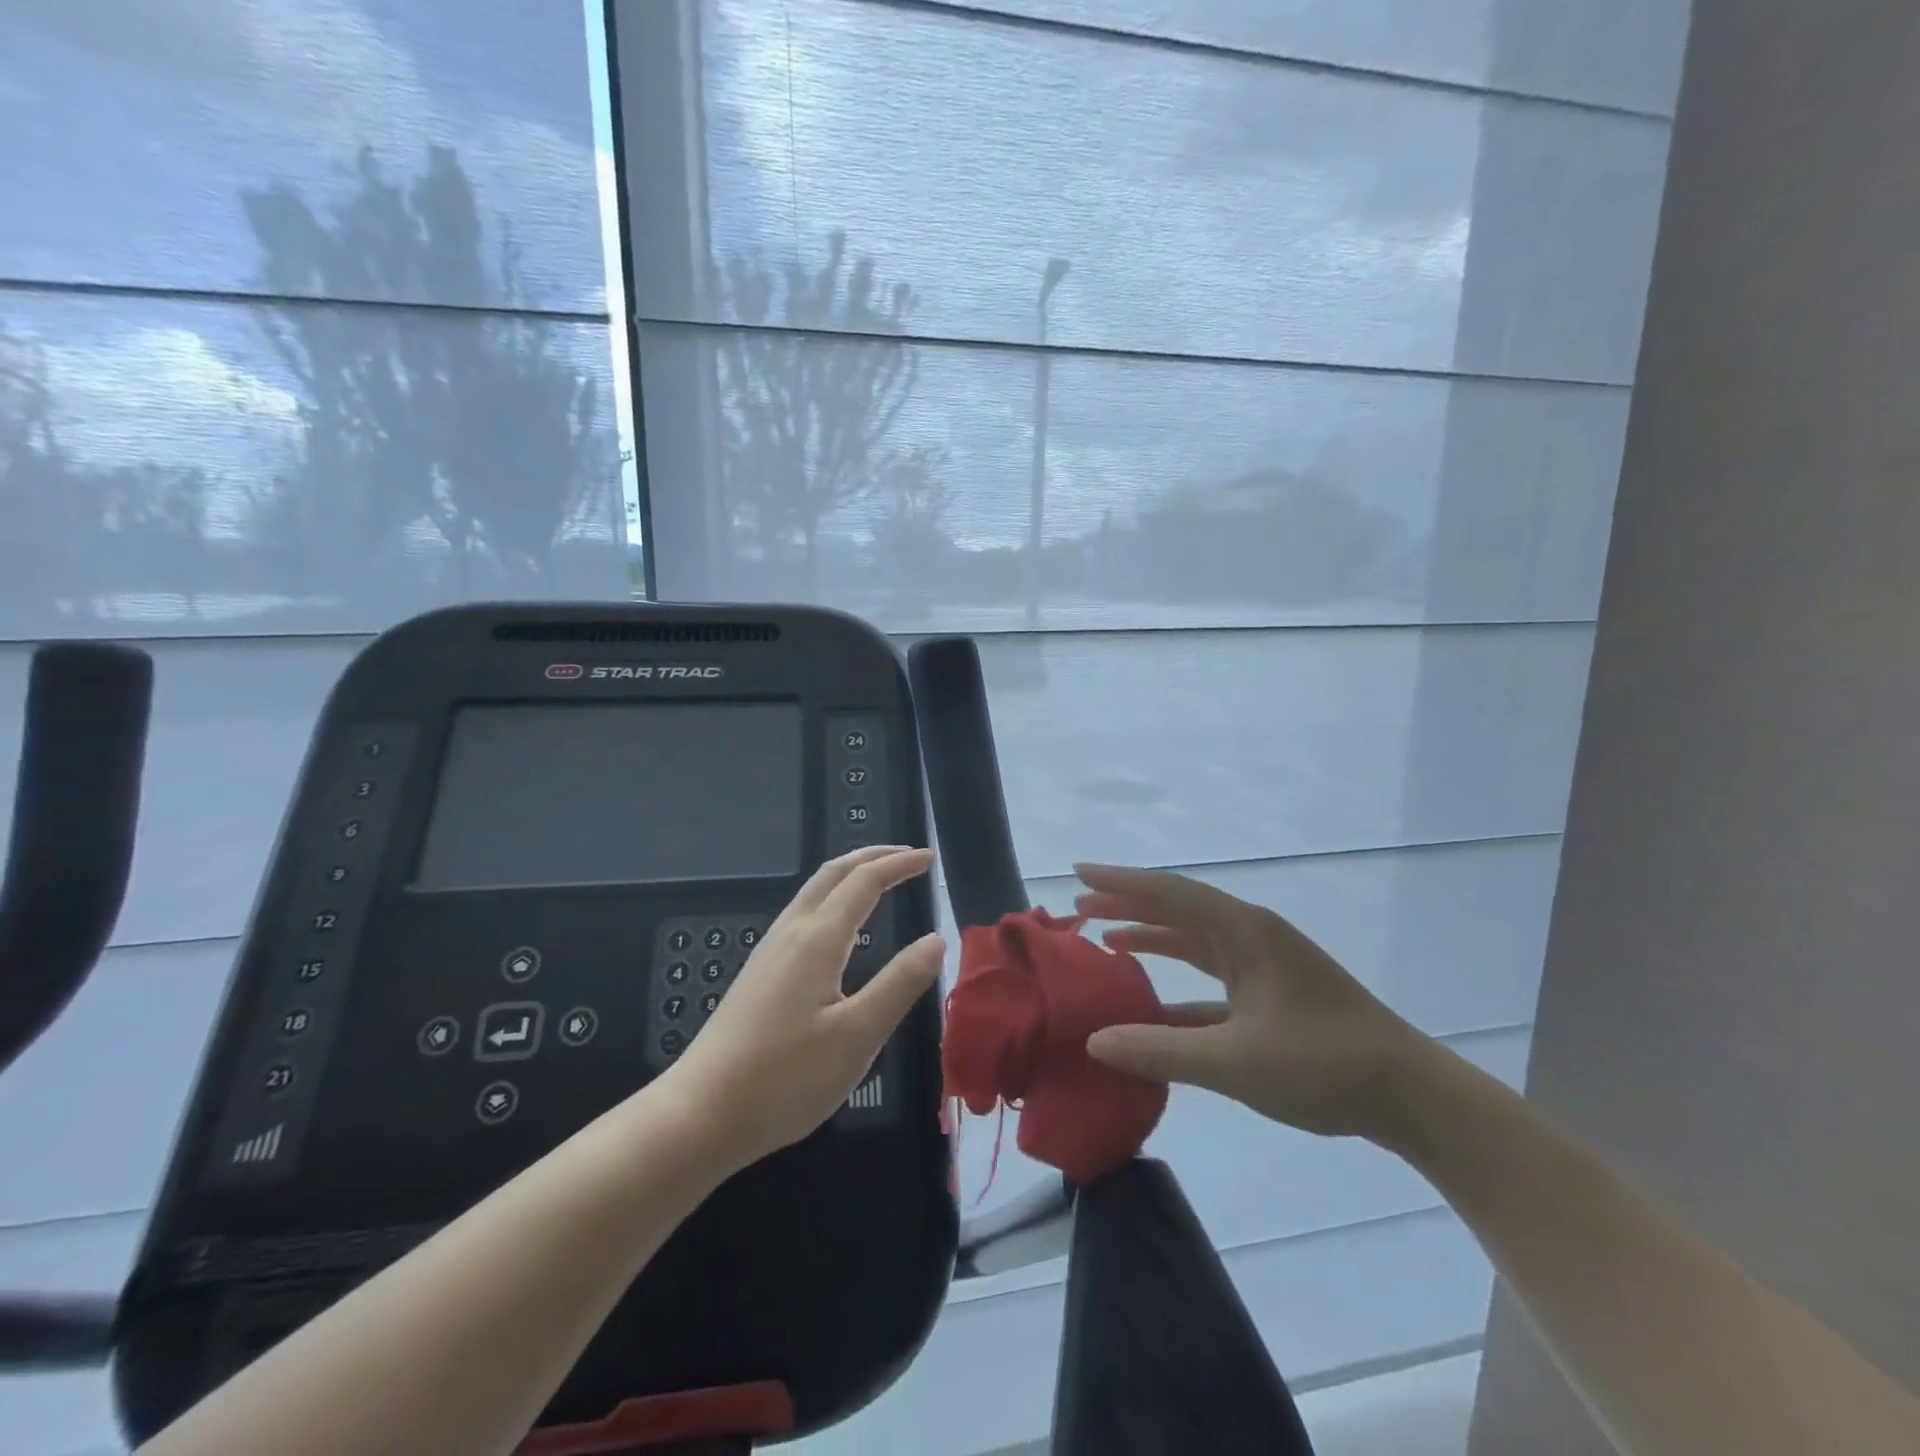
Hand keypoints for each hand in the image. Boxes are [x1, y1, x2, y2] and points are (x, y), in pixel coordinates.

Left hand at [662, 846, 944, 1169]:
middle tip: (907, 857)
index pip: (865, 882)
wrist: (701, 1113)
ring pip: (813, 892)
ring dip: (849, 875)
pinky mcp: (759, 974)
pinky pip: (802, 914)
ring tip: (879, 881)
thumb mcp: (857, 1036)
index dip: (899, 865)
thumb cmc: (785, 1078)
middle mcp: (791, 933)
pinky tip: (839, 930)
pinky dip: (832, 899)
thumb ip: (900, 984)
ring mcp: (769, 952)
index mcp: (818, 940)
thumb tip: (936, 940)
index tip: (929, 858)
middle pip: (832, 873)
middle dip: (872, 857)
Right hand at [1073, 863, 1428, 1139]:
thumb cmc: (1325, 1065)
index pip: (1170, 893)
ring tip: (1105, 937)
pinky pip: (1211, 979)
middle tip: (1079, 906)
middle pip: (1178, 909)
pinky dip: (1177, 984)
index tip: (1079, 872)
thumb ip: (1161, 1050)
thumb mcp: (1235, 1061)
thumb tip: (1095, 1042)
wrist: (1412, 1097)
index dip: (1121, 881)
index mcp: (1245, 932)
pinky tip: (1151, 1004)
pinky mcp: (1271, 997)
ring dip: (1151, 937)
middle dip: (1128, 904)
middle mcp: (1252, 937)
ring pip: (1194, 941)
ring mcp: (1264, 966)